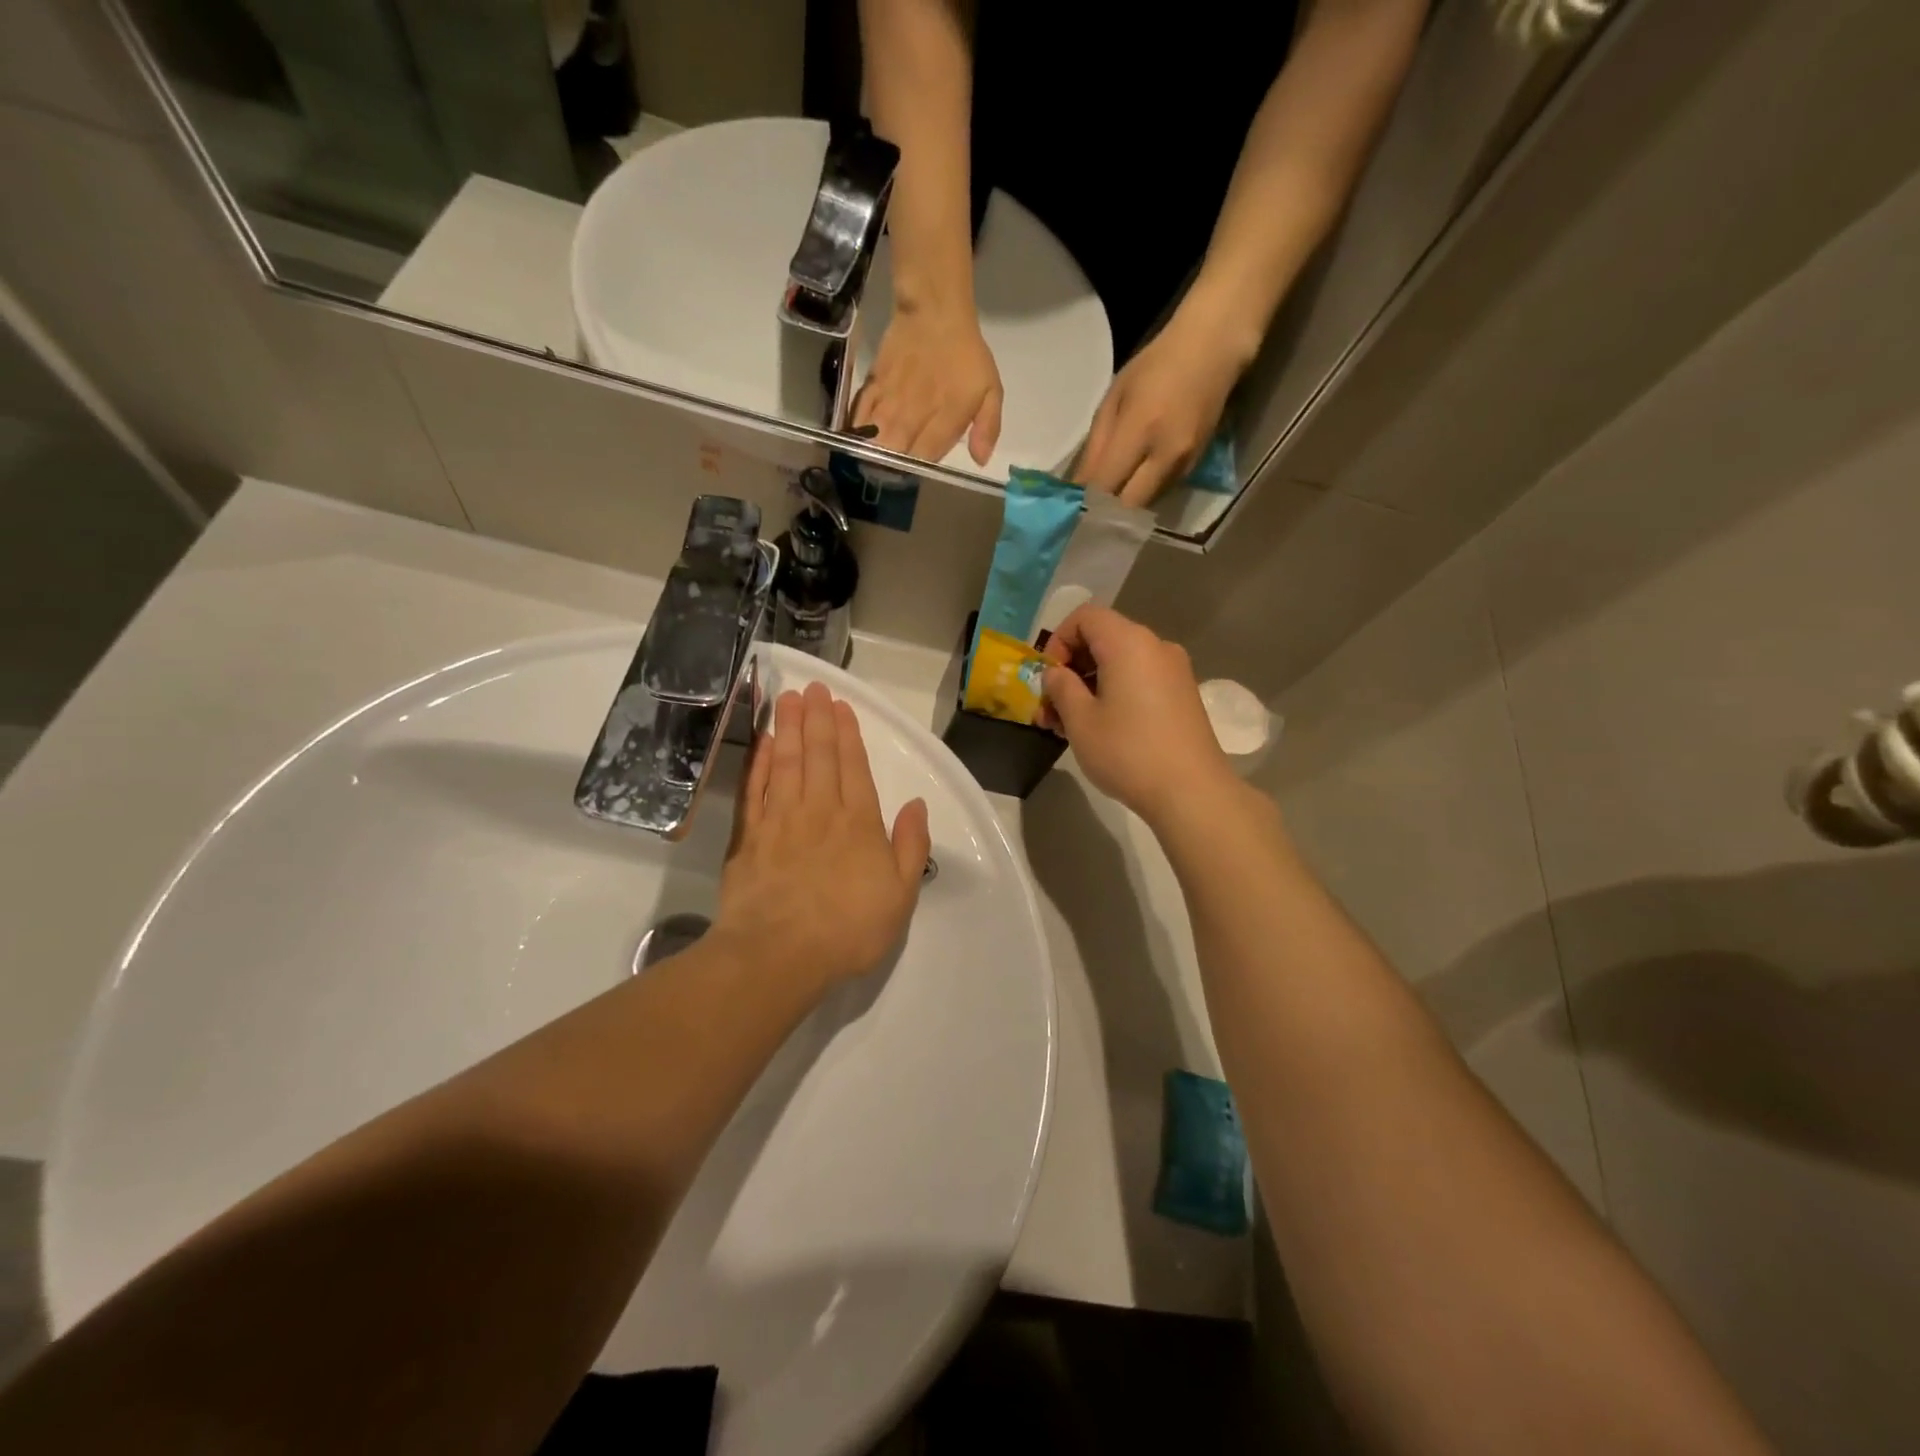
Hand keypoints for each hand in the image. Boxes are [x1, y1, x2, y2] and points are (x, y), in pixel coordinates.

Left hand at [718, 684, 931, 991]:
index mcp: (859, 823)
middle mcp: (820, 811)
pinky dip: (760, 762)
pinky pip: (755, 788)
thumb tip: (917, 804)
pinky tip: (764, 742)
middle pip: (819, 756)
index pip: (854, 767)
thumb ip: (910, 846)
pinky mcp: (749, 837)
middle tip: (812, 687)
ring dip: (790, 728)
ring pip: (787, 763)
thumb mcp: (901, 895)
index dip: (848, 734)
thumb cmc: (849, 929)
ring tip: (789, 699)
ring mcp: (781, 821)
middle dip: (817, 719)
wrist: (780, 954)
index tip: (841, 706)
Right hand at [852, 303, 1002, 466]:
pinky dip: (856, 430)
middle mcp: (914, 414)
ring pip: (874, 438)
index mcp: (944, 418)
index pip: (925, 458)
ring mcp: (890, 400)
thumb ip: (988, 426)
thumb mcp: (991, 389)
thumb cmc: (967, 355)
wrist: (935, 312)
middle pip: (895, 453)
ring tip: (870, 465)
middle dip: (890, 470)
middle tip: (889, 477)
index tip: (915, 477)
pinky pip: (859, 414)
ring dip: (871, 455)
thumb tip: (980, 460)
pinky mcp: (873, 385)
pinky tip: (856, 440)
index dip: (918, 472)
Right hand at [1039, 607, 1238, 826]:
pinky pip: (1139, 680)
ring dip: (1088, 687)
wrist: (1191, 791)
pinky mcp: (1182, 695)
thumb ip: (1061, 687)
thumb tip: (1057, 674)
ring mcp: (1174, 671)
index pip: (1085, 616)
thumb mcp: (1080, 720)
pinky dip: (1114, 694)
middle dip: (1070, 670)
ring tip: (1067, 726)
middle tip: (1050, 709)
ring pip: (1120, 664)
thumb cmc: (1128, 751)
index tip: (1049, 679)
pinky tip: (1100, 730)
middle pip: (1103, 639)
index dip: (1058, 641)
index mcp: (1129, 642)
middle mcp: (1155, 647)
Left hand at [1073, 308, 1244, 506]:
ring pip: (1144, 504)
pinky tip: (1130, 483)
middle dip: (1105, 512)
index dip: (1085, 502)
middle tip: (1087, 510)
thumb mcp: (1114, 399)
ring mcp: (1184, 464)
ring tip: (1106, 498)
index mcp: (1141, 430)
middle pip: (1128, 506)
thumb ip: (1096, 447)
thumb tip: (1078, 488)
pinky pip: (1160, 492)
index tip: (1068, 509)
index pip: (1106, 484)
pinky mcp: (1194, 468)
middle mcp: (1166, 454)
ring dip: (1124, 506)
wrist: (1212, 350)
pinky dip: (1141, 493)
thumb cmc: (1155, 367)